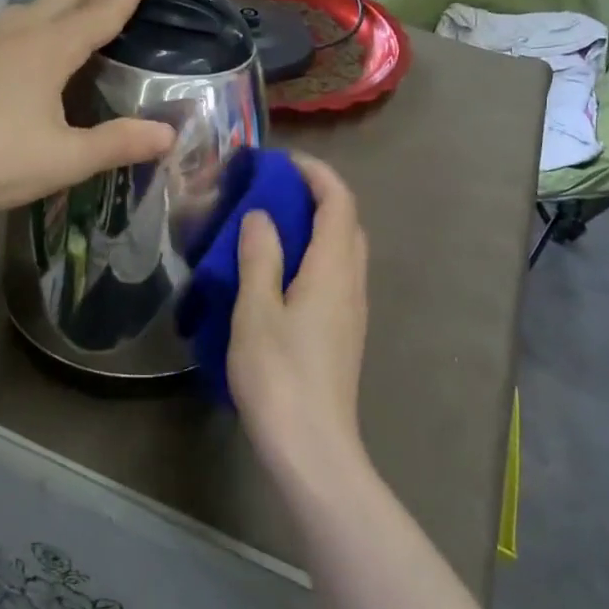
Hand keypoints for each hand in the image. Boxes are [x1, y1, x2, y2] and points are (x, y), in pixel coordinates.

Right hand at [227, 154, 369, 488]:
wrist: (311, 446)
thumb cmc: (279, 375)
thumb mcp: (256, 311)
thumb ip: (259, 257)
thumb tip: (261, 215)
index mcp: (334, 269)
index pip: (338, 202)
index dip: (316, 173)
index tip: (281, 161)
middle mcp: (352, 283)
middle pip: (346, 224)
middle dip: (316, 196)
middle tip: (271, 191)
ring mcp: (352, 311)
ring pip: (342, 251)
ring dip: (315, 227)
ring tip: (270, 227)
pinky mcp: (343, 333)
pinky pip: (335, 276)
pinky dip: (313, 256)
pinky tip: (278, 273)